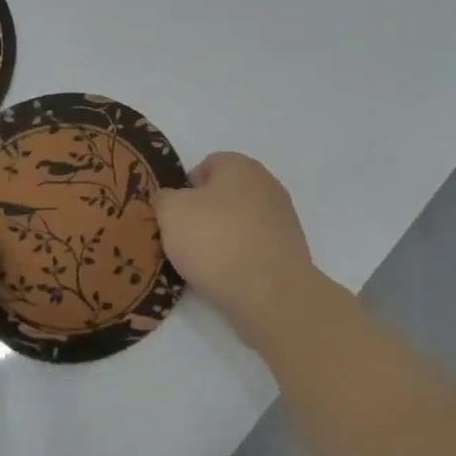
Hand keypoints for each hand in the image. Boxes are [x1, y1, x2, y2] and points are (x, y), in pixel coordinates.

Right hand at [151, 153, 320, 334]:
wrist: (269, 291)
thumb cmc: (215, 240)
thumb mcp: (171, 212)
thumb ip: (164, 198)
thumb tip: (170, 200)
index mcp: (240, 165)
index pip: (208, 164)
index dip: (186, 186)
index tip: (175, 214)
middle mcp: (267, 183)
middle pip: (226, 193)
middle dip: (205, 212)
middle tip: (185, 238)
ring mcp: (283, 217)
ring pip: (241, 220)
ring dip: (224, 235)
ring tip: (205, 262)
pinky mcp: (291, 249)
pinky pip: (256, 245)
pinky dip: (241, 255)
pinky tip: (228, 275)